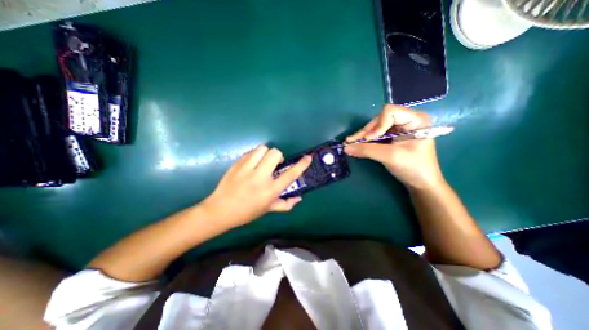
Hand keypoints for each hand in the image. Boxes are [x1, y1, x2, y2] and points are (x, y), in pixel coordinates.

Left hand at [202, 146, 312, 227]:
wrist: (220, 210)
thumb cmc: (246, 212)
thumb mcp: (267, 209)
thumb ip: (285, 204)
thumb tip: (298, 198)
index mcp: (270, 190)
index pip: (290, 174)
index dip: (301, 165)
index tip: (308, 157)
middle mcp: (260, 177)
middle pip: (275, 154)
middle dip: (278, 156)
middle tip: (274, 164)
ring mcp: (247, 169)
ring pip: (262, 149)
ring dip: (266, 154)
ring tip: (262, 162)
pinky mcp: (237, 164)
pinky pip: (251, 152)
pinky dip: (255, 155)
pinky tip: (252, 164)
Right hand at [344, 104, 444, 189]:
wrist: (421, 183)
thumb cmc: (413, 167)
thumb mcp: (390, 156)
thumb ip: (367, 150)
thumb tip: (345, 147)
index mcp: (415, 119)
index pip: (390, 112)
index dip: (377, 125)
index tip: (369, 140)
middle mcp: (406, 120)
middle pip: (380, 119)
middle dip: (366, 131)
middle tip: (351, 142)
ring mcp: (399, 129)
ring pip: (375, 127)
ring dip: (363, 136)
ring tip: (350, 143)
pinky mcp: (392, 137)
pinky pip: (376, 135)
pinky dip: (366, 141)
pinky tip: (357, 145)